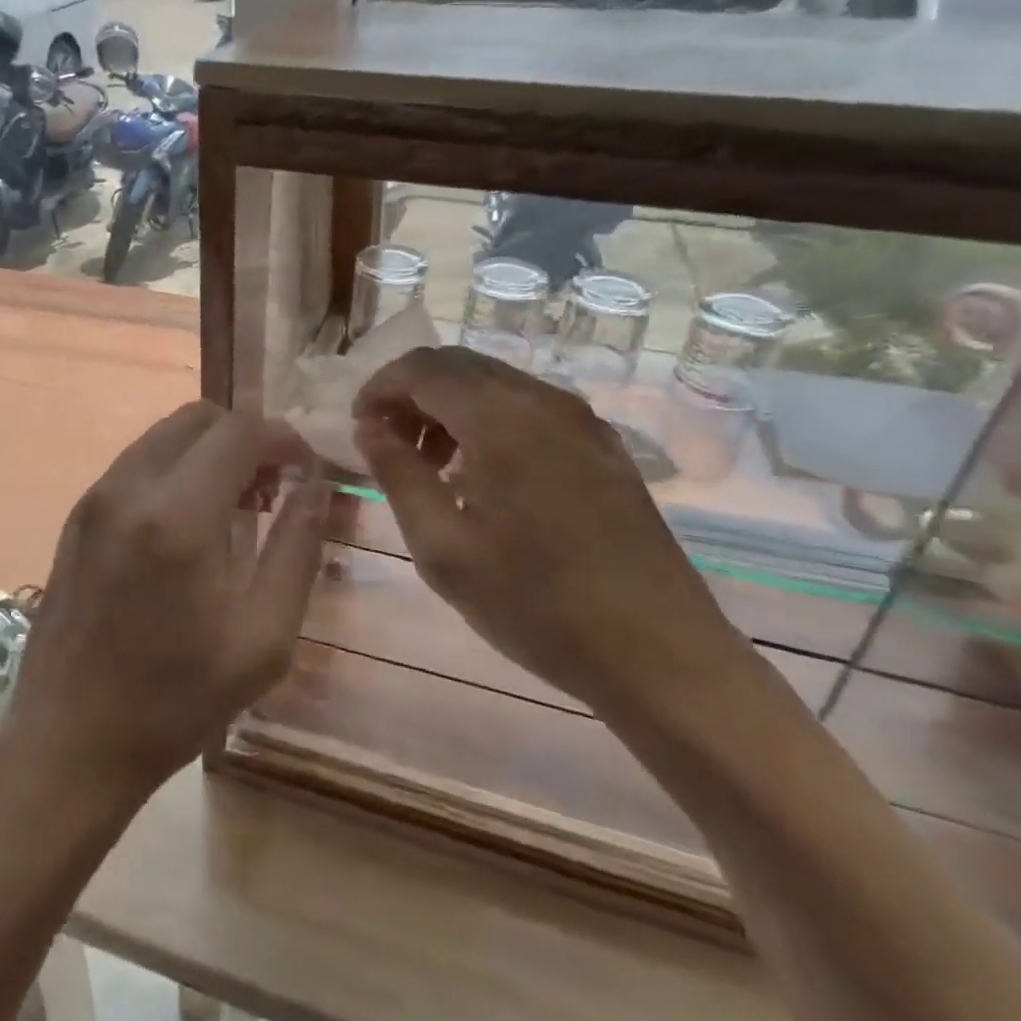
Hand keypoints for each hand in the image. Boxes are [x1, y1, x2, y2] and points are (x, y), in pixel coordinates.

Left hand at [2, 400, 330, 797]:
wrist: (68, 743)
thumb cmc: (174, 701)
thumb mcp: (262, 639)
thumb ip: (297, 549)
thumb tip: (316, 486)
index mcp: (177, 516)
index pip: (241, 432)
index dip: (285, 439)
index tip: (308, 470)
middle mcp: (130, 488)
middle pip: (200, 417)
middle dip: (248, 437)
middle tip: (274, 487)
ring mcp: (96, 497)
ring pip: (166, 433)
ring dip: (211, 449)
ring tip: (238, 504)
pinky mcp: (78, 514)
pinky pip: (139, 461)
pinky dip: (177, 467)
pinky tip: (191, 521)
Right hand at [353, 346, 750, 712]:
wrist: (661, 655)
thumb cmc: (537, 605)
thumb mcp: (444, 549)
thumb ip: (398, 475)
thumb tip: (370, 428)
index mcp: (500, 419)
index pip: (422, 368)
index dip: (379, 389)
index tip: (359, 429)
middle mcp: (543, 400)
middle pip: (458, 365)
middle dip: (411, 393)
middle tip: (388, 445)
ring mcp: (581, 420)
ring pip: (494, 383)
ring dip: (449, 407)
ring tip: (432, 467)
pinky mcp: (603, 445)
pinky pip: (529, 407)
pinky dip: (488, 420)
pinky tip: (483, 477)